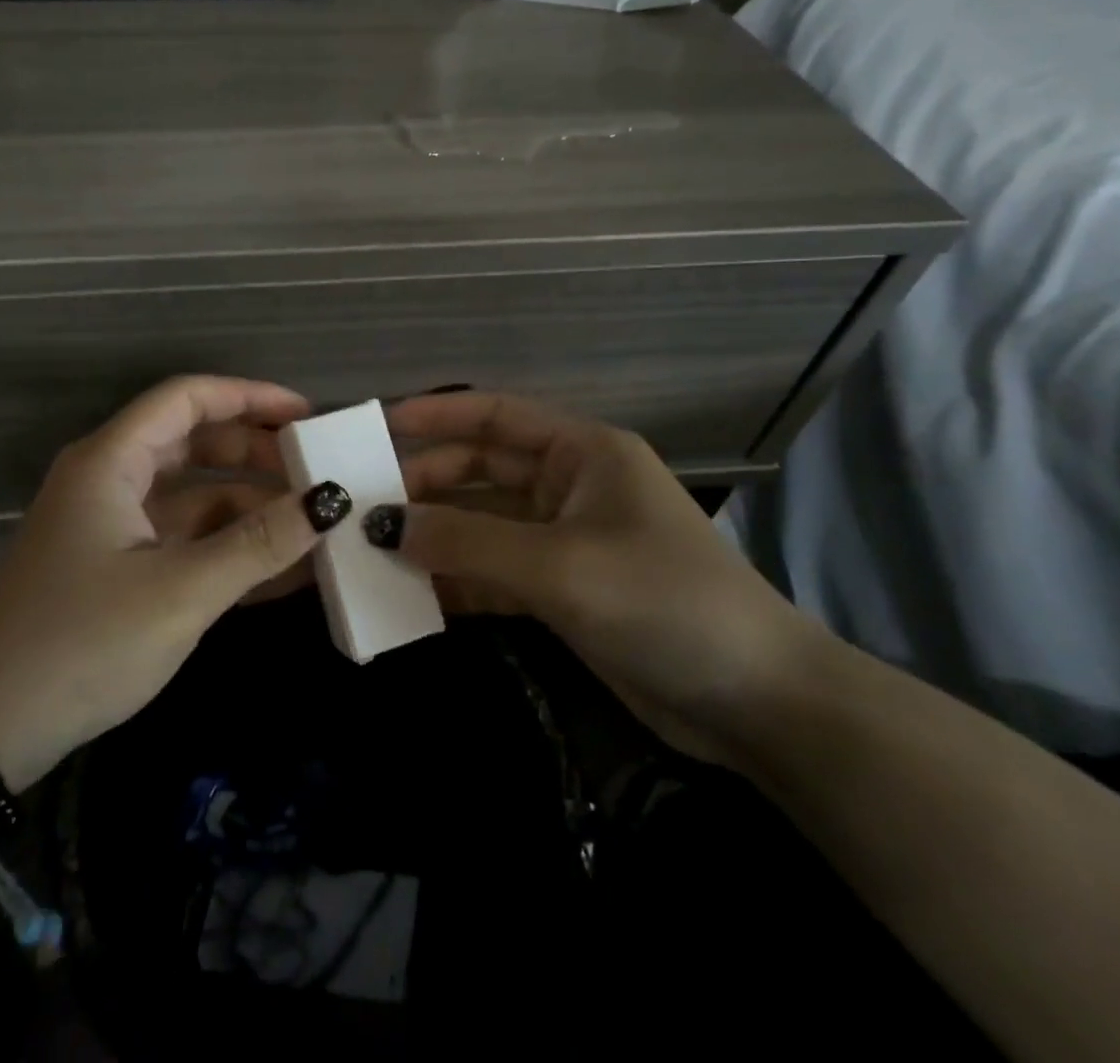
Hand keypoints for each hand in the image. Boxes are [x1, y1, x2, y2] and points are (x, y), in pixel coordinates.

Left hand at [0, 376, 349, 788]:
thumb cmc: (81, 642)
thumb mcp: (180, 591)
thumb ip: (258, 543)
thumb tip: (330, 500)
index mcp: (112, 461)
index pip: (187, 399)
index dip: (250, 397)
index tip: (307, 417)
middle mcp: (111, 481)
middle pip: (195, 444)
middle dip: (258, 457)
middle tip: (319, 475)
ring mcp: (114, 528)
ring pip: (195, 498)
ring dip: (252, 511)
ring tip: (316, 528)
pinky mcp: (119, 570)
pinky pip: (186, 543)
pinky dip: (230, 550)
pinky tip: (285, 571)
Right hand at [379, 391, 827, 765]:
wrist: (758, 705)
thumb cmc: (664, 603)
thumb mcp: (560, 566)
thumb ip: (468, 543)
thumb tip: (384, 526)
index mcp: (582, 452)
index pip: (495, 415)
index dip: (434, 415)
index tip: (375, 426)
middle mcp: (570, 486)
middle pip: (480, 471)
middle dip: (425, 485)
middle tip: (362, 507)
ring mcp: (564, 541)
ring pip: (482, 525)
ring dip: (435, 537)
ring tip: (372, 552)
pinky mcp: (562, 591)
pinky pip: (494, 572)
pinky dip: (457, 580)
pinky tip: (413, 596)